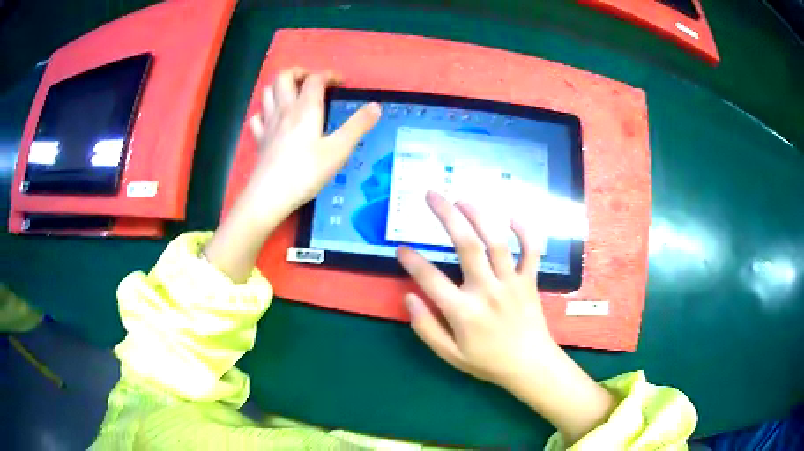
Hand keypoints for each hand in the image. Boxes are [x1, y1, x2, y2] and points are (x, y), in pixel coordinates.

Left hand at [244, 68, 380, 222]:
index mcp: (305, 109)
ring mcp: (268, 125)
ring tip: (293, 94)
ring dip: (280, 86)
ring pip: (267, 92)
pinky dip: (265, 112)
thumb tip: (376, 106)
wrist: (270, 196)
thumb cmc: (306, 173)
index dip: (329, 75)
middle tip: (312, 81)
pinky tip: (272, 119)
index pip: (315, 79)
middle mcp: (284, 110)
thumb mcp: (338, 150)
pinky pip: (258, 117)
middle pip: (284, 77)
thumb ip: (357, 126)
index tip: (341, 82)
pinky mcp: (259, 141)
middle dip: (299, 72)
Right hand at [397, 191, 552, 385]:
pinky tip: (511, 217)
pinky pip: (531, 251)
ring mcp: (511, 283)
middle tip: (432, 195)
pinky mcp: (530, 281)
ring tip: (463, 199)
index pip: (431, 279)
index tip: (401, 248)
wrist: (530, 366)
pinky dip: (525, 232)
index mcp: (464, 312)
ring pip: (497, 242)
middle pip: (467, 246)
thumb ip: (426, 327)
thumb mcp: (450, 355)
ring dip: (480, 216)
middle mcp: (487, 291)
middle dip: (447, 216)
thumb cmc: (487, 362)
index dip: (412, 261)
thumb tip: (408, 298)